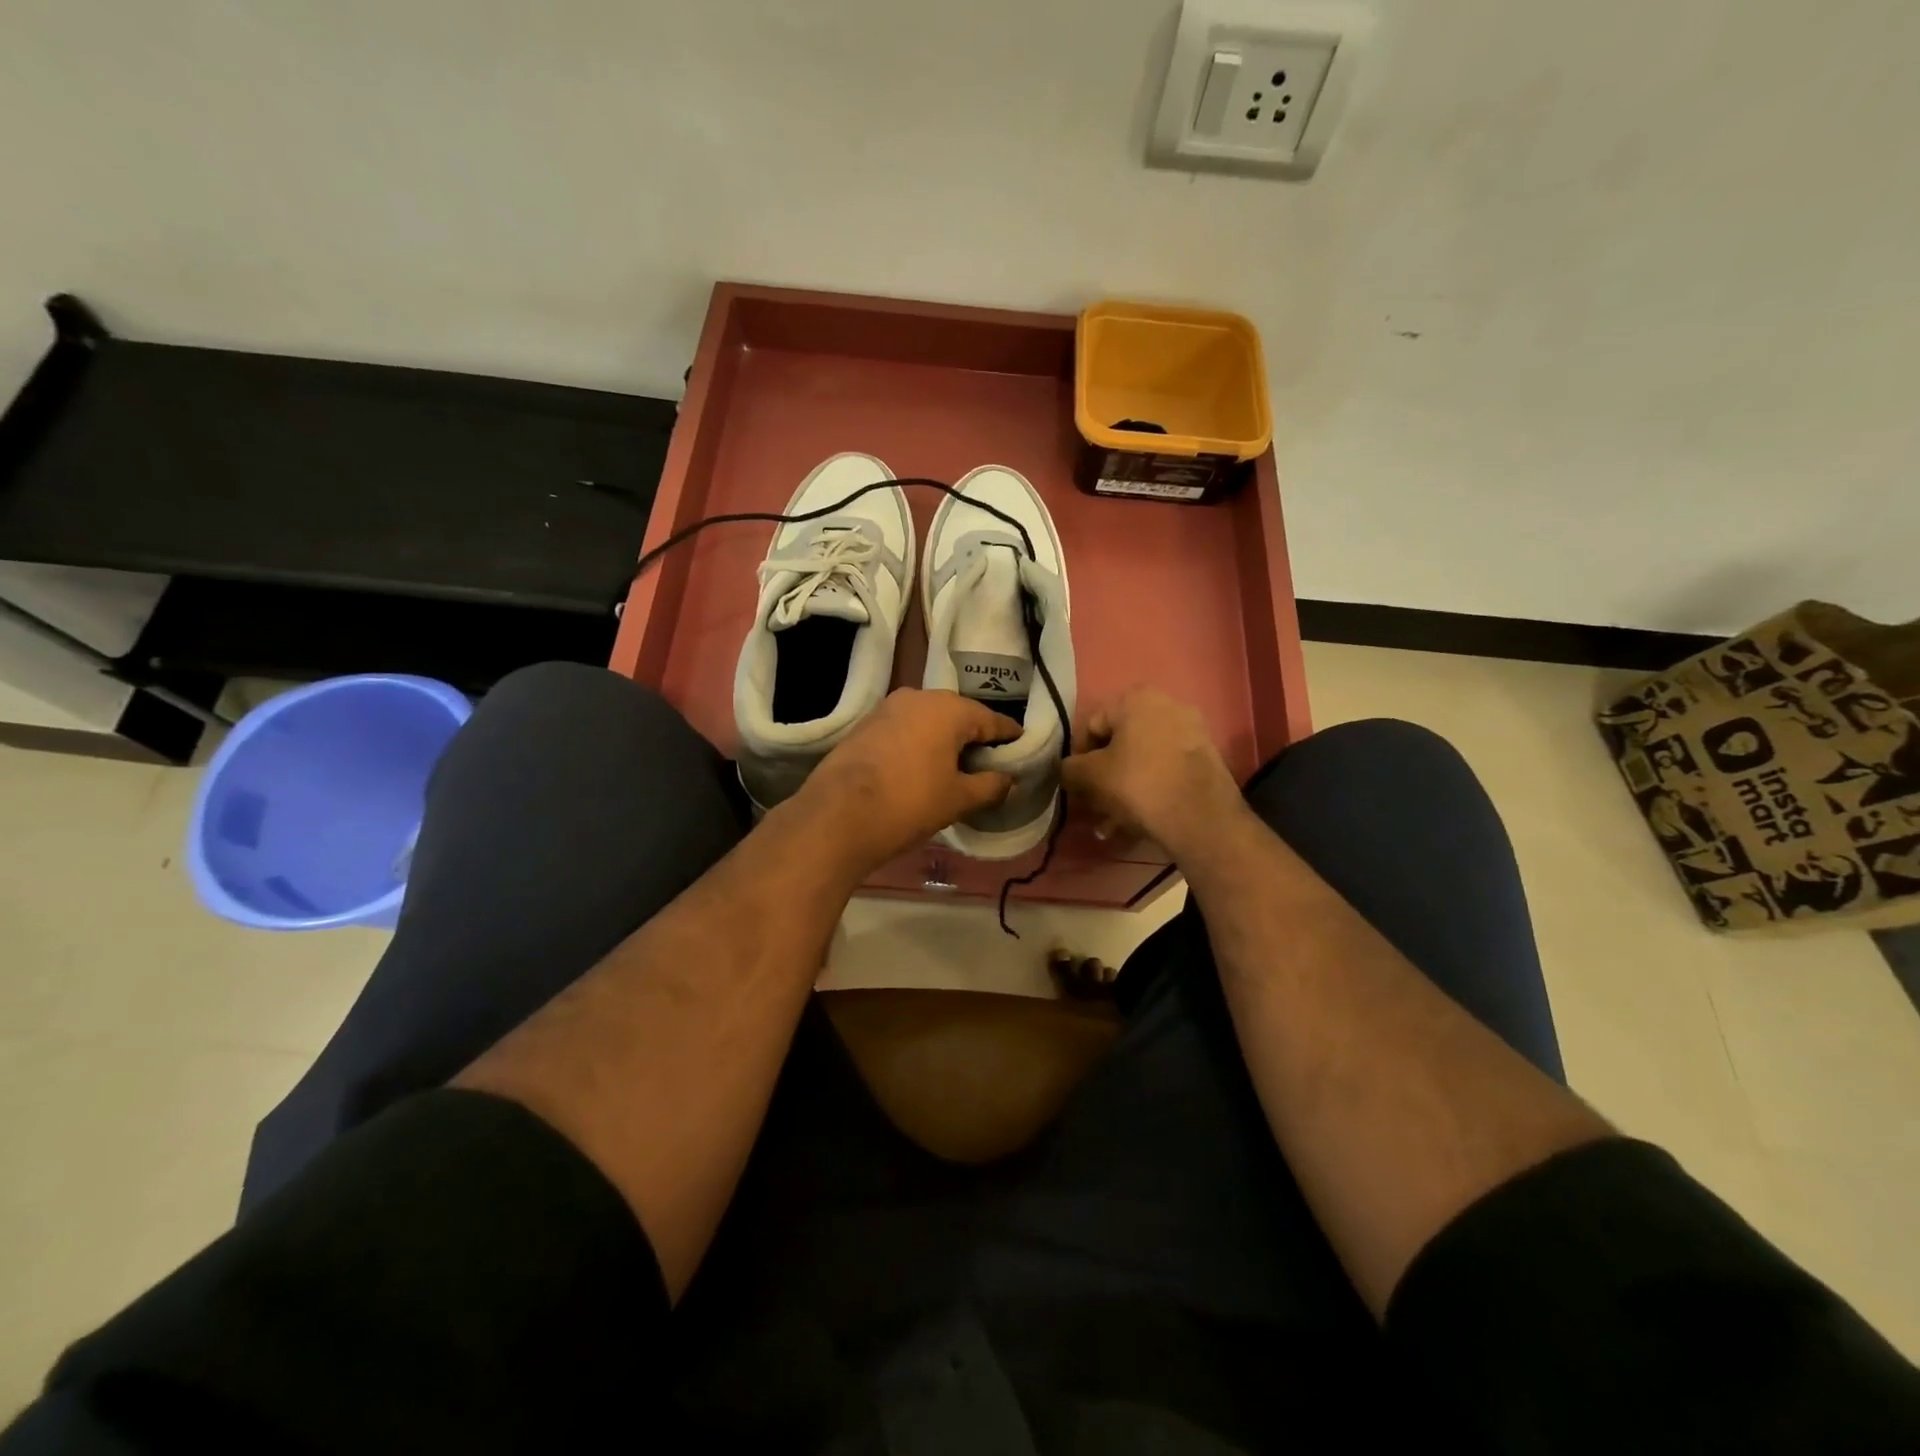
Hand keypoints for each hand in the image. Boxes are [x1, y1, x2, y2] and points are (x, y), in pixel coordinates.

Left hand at [790, 688, 1019, 874]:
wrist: (837, 815)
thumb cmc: (909, 803)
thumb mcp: (958, 799)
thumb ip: (990, 785)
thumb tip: (1009, 780)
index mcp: (949, 709)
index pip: (991, 720)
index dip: (1009, 737)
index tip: (1022, 748)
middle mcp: (919, 697)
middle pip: (958, 716)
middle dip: (975, 737)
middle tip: (988, 764)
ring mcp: (887, 708)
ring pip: (928, 720)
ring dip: (944, 740)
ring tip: (954, 768)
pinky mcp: (865, 724)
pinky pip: (905, 729)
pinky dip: (919, 743)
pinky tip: (920, 767)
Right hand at [1060, 688, 1244, 859]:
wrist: (1201, 818)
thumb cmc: (1138, 785)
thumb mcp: (1090, 776)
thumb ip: (1069, 768)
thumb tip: (1068, 770)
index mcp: (1136, 699)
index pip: (1092, 727)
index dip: (1079, 759)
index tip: (1078, 787)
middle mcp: (1167, 705)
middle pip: (1120, 744)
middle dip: (1104, 778)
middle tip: (1095, 807)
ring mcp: (1191, 731)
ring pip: (1142, 761)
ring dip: (1123, 790)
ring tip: (1113, 825)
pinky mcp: (1206, 758)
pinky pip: (1165, 771)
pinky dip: (1149, 791)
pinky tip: (1139, 822)